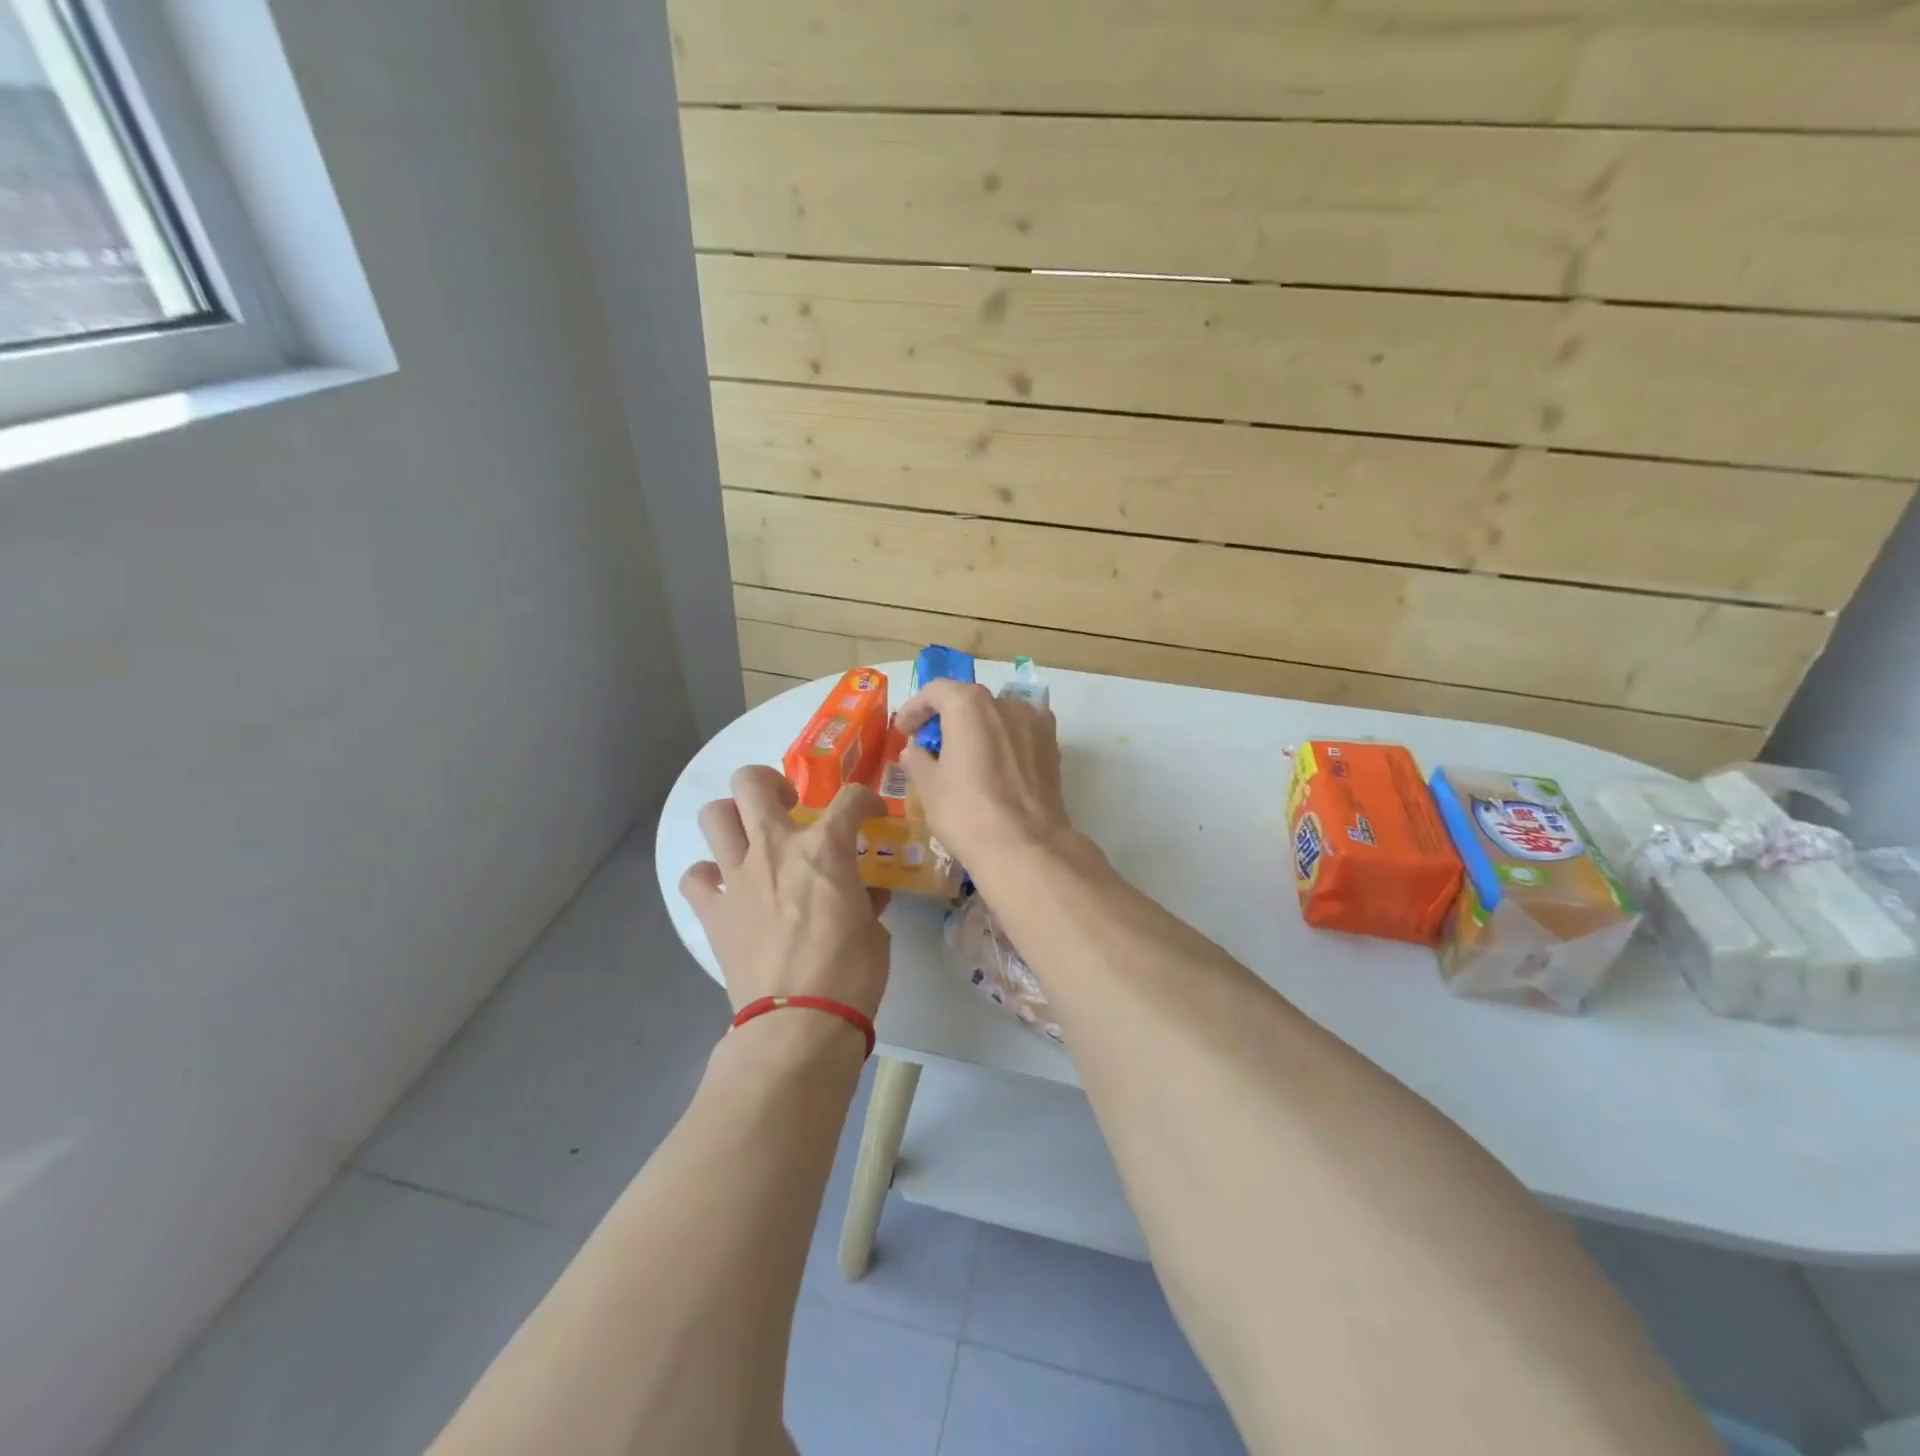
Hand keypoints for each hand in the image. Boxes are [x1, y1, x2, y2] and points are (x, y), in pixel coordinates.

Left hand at [679, 766, 890, 1019]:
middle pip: (752, 783)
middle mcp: (775, 849)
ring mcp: (737, 878)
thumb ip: (867, 901)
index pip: (849, 799)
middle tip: (788, 804)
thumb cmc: (850, 974)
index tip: (869, 813)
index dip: (864, 800)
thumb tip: (867, 894)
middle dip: (770, 782)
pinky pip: (694, 877)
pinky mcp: (713, 912)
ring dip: (732, 818)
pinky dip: (707, 875)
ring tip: (751, 836)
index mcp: (824, 849)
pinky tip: (725, 886)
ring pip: (714, 816)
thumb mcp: (874, 931)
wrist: (799, 1023)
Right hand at [895, 680, 1072, 871]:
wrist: (1025, 846)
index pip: (935, 691)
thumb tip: (914, 752)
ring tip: (966, 756)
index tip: (903, 731)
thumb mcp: (929, 787)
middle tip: (930, 744)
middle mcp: (1005, 703)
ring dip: (979, 728)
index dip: (914, 709)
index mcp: (969, 704)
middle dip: (947, 718)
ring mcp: (1035, 723)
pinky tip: (996, 765)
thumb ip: (917, 761)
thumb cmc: (966, 812)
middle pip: (969, 701)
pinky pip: (1021, 733)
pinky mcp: (1053, 747)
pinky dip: (1004, 741)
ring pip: (998, 716)